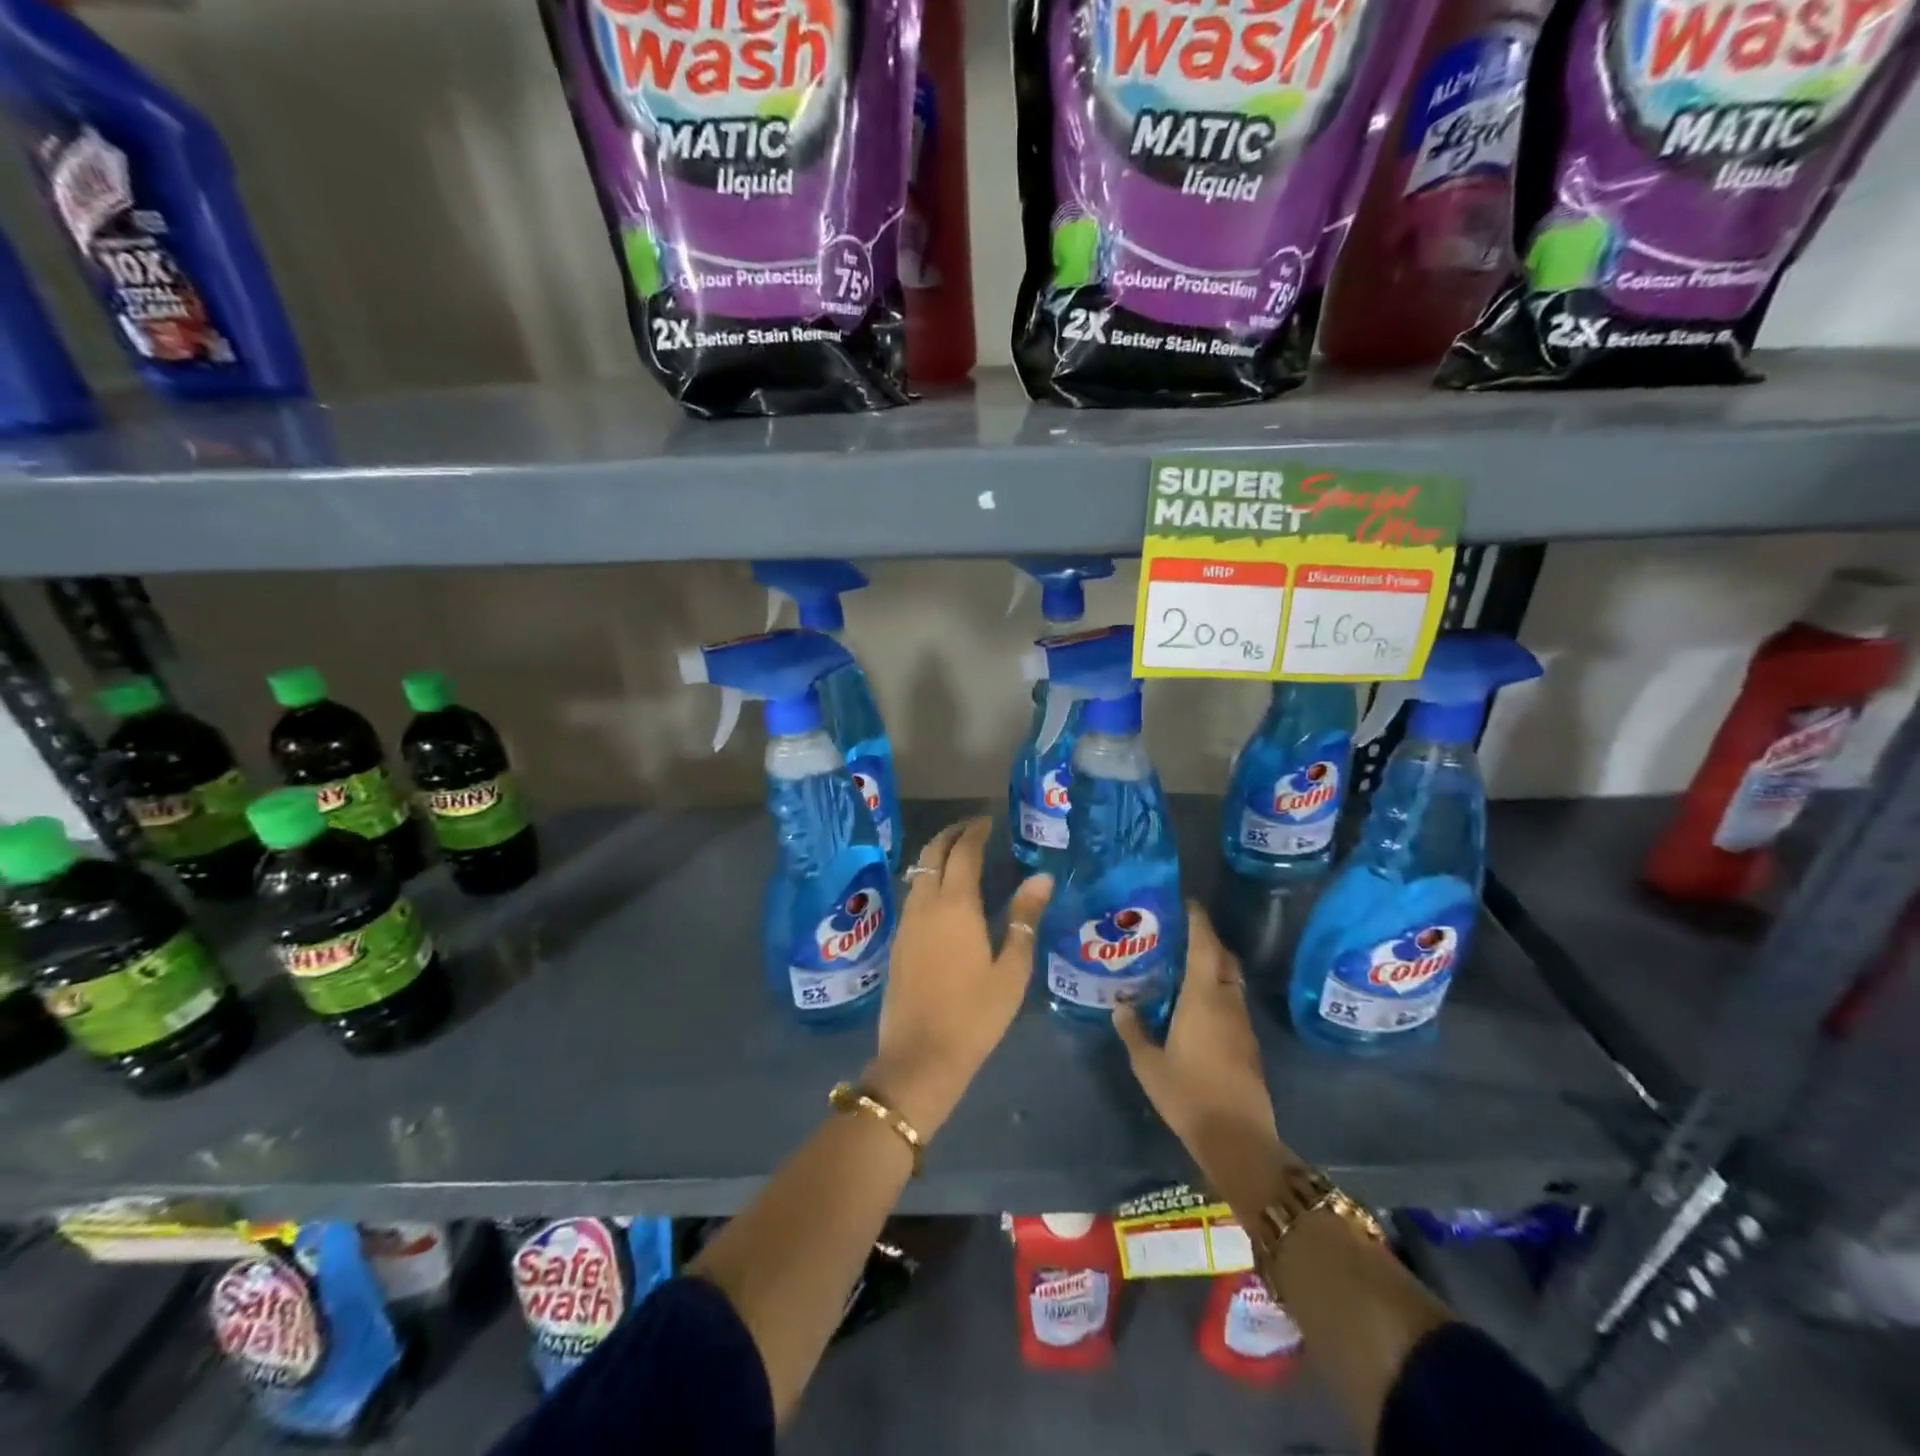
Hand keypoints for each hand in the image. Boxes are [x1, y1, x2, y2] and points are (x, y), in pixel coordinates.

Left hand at [866, 818, 1051, 1140]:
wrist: (919, 1057)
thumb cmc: (975, 1015)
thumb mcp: (1012, 969)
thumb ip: (1025, 918)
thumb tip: (1040, 877)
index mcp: (956, 905)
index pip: (963, 852)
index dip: (975, 831)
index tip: (988, 821)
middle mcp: (925, 904)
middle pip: (931, 854)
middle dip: (950, 834)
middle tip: (972, 828)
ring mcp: (906, 922)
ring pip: (917, 872)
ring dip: (936, 854)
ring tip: (959, 854)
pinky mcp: (897, 941)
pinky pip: (912, 893)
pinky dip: (927, 877)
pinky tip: (943, 891)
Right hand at [1113, 905, 1285, 1201]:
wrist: (1237, 1138)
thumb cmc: (1188, 1094)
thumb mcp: (1148, 1064)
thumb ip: (1133, 1031)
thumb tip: (1121, 1007)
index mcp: (1203, 997)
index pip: (1204, 944)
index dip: (1196, 920)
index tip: (1184, 903)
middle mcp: (1227, 1001)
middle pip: (1222, 957)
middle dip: (1206, 939)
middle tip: (1177, 934)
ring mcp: (1242, 1023)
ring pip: (1230, 980)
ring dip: (1212, 966)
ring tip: (1182, 966)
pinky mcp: (1248, 1043)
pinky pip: (1232, 1001)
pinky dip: (1217, 991)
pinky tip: (1196, 1004)